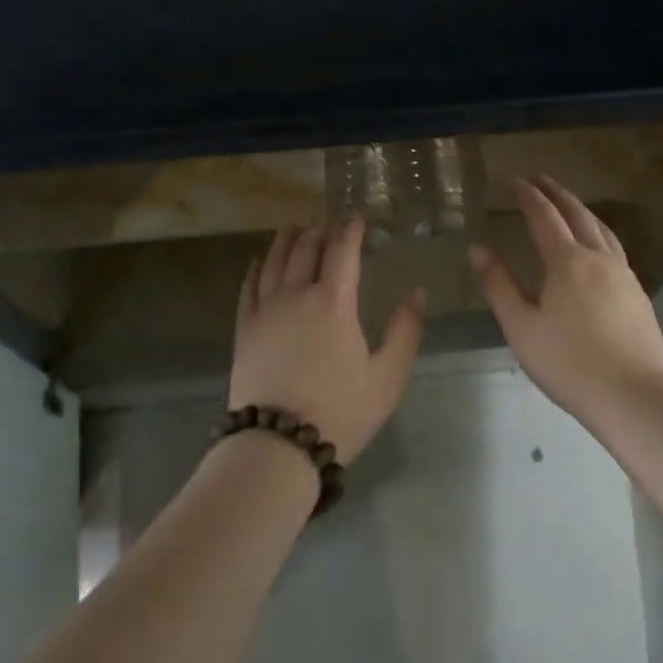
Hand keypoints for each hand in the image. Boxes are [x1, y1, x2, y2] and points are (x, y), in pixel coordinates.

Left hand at [228, 220, 424, 463]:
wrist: (278, 446)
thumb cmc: (340, 411)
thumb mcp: (387, 377)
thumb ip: (405, 331)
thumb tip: (417, 292)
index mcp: (334, 301)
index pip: (342, 250)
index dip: (351, 229)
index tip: (357, 217)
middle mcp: (297, 294)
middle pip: (306, 247)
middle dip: (319, 229)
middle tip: (327, 222)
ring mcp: (266, 309)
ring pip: (275, 260)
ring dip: (287, 239)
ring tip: (294, 226)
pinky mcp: (245, 328)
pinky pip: (249, 287)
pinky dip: (256, 268)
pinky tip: (259, 261)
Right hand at [469, 177, 662, 422]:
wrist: (633, 397)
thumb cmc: (568, 363)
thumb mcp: (521, 327)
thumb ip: (498, 285)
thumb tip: (477, 248)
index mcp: (567, 261)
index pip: (544, 216)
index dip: (528, 196)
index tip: (515, 180)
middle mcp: (598, 258)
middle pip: (578, 214)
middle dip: (557, 194)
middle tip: (541, 179)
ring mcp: (624, 275)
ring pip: (602, 229)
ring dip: (582, 210)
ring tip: (569, 205)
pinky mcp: (639, 294)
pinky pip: (615, 249)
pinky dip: (599, 233)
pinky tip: (598, 248)